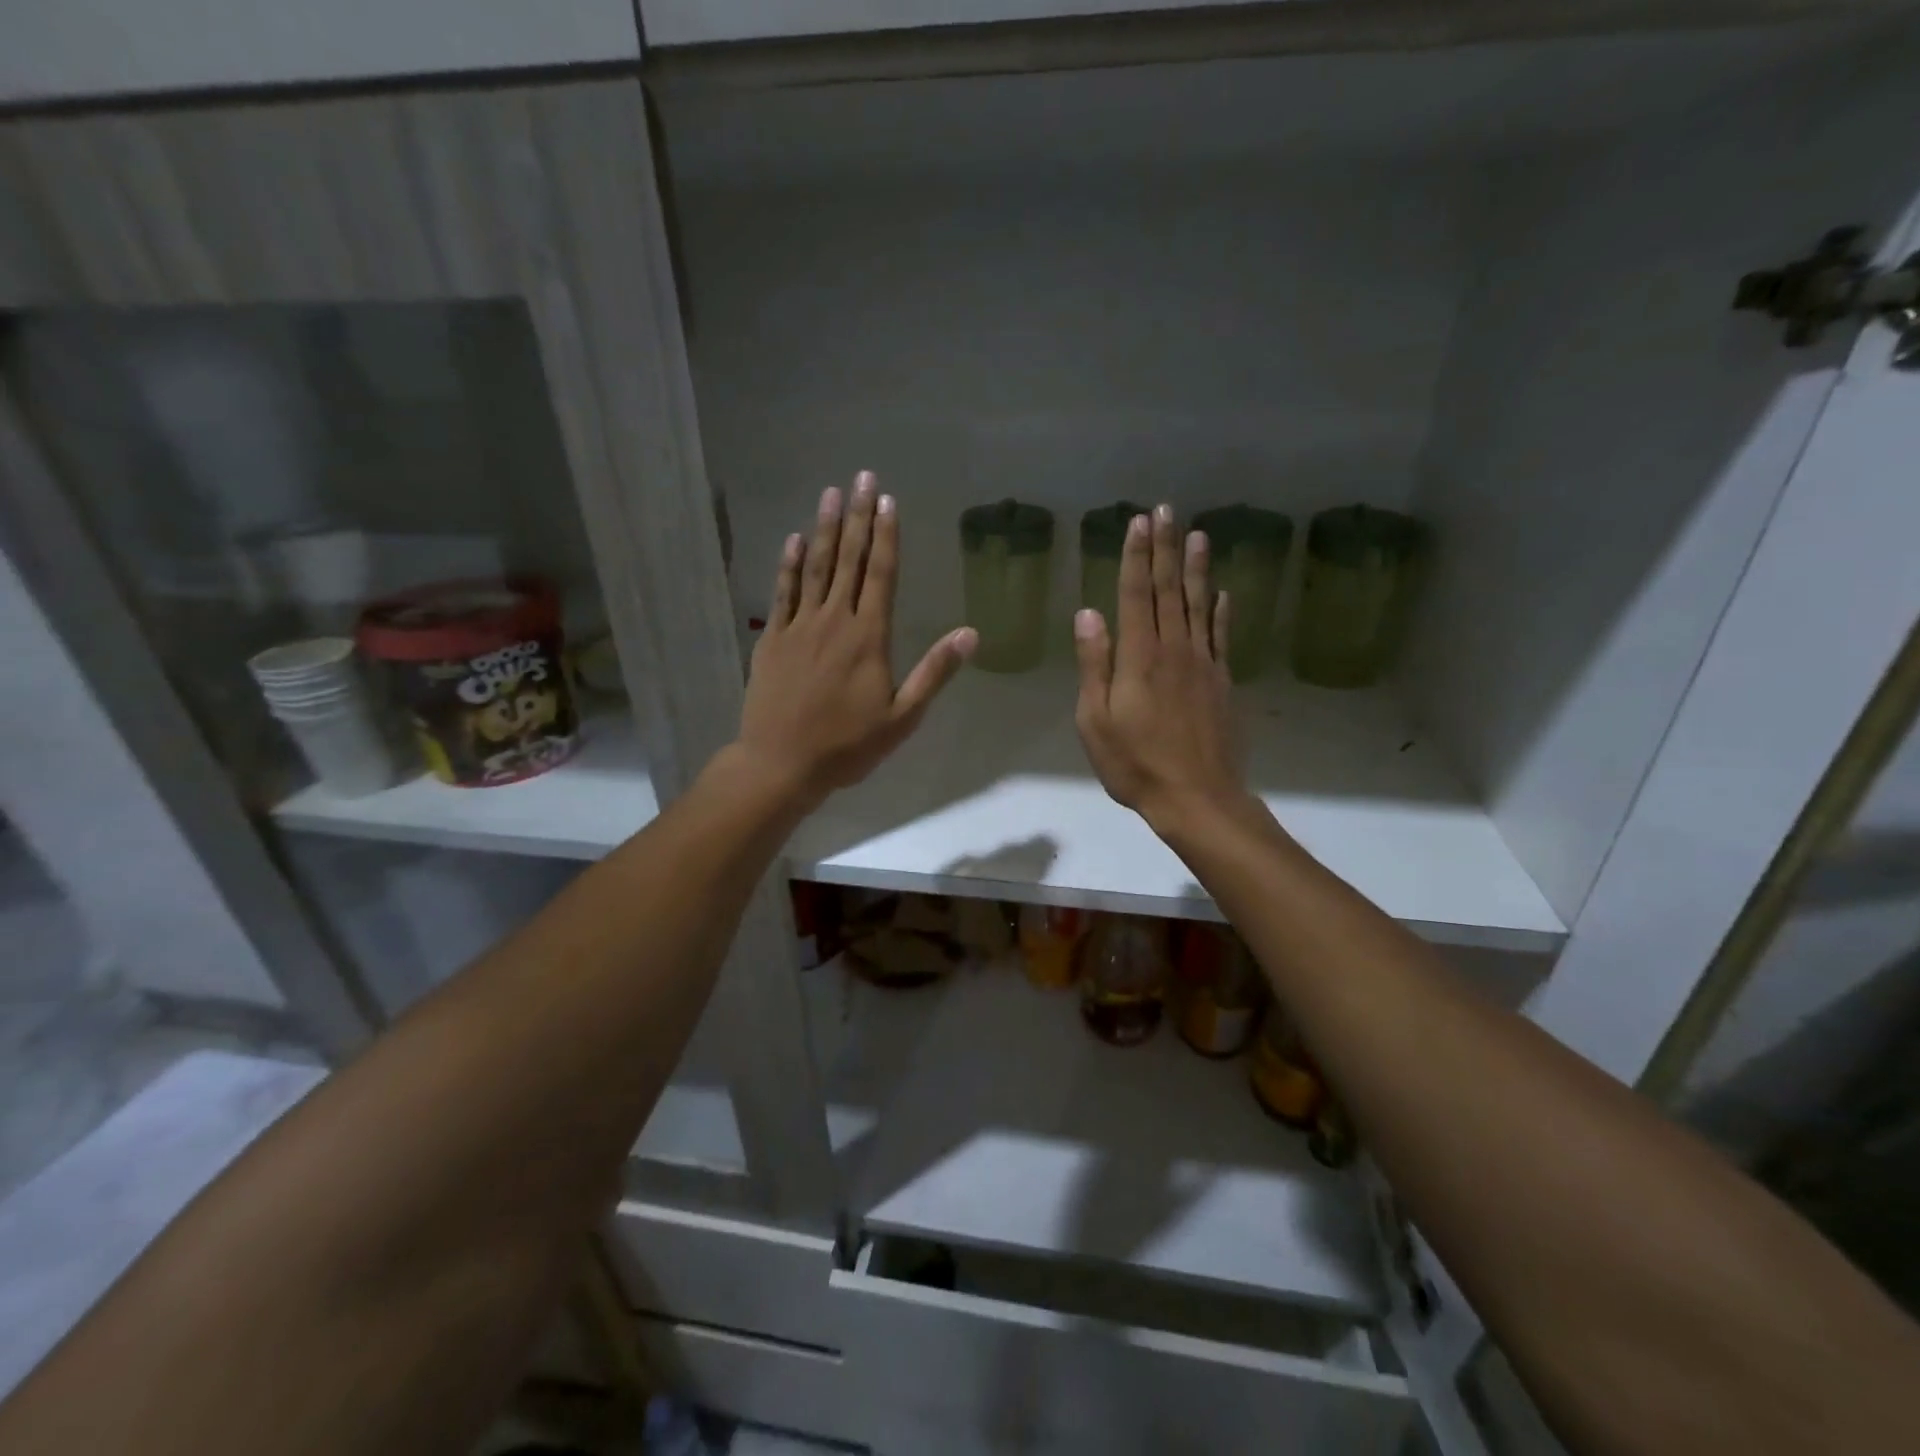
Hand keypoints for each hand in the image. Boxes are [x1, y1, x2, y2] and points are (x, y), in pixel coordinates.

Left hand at [736, 471, 976, 809]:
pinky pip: (782, 593)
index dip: (886, 536)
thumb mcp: (902, 718)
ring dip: (826, 529)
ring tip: (832, 493)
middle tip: (863, 477)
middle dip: (859, 517)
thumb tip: (970, 634)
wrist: (780, 764)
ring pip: (815, 568)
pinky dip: (789, 564)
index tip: (888, 501)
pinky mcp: (772, 639)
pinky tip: (794, 539)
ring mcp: (799, 627)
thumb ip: (934, 673)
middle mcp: (834, 621)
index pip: (881, 575)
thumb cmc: (847, 746)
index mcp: (868, 638)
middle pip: (849, 560)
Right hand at [1073, 503, 1247, 832]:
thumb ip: (1094, 664)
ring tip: (1197, 534)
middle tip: (1166, 510)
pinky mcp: (1222, 681)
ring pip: (1200, 605)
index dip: (1136, 557)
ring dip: (1197, 568)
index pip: (1137, 595)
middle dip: (1165, 548)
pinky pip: (1222, 636)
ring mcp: (1204, 664)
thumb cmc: (1135, 763)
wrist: (1197, 797)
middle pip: (1170, 590)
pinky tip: (1223, 592)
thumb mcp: (1096, 720)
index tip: (1138, 522)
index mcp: (1139, 657)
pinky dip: (1222, 610)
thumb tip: (1088, 613)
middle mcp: (1174, 649)